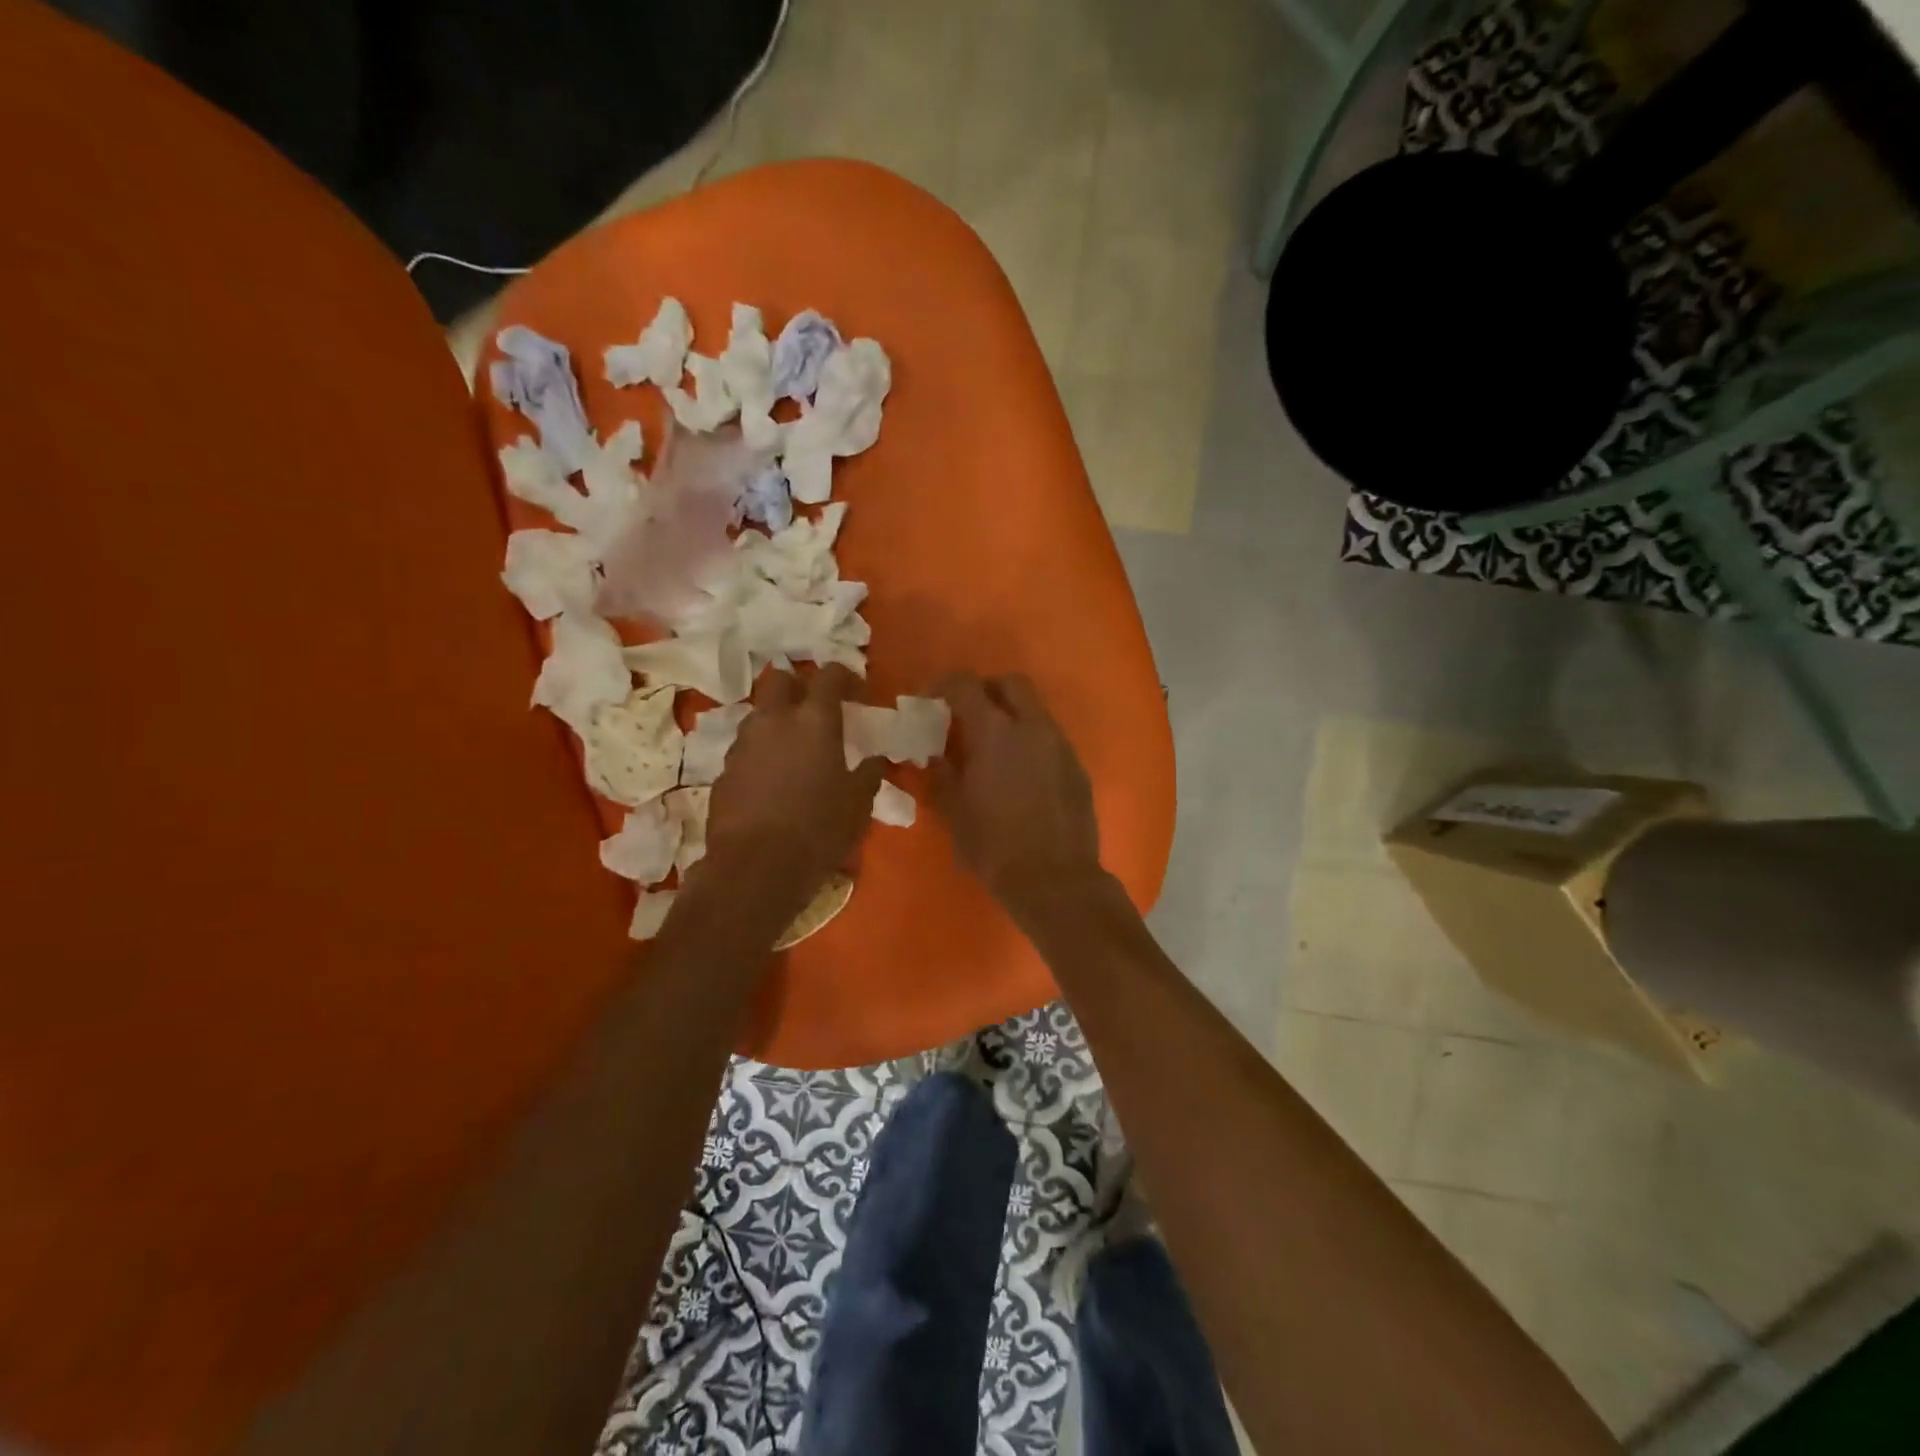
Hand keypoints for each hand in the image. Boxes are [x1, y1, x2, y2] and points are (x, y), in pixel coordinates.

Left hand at [697, 664, 883, 930]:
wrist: (755, 868)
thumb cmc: (819, 830)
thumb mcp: (859, 804)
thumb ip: (869, 774)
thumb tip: (874, 760)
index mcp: (815, 721)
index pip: (829, 675)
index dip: (845, 676)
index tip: (858, 691)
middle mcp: (774, 721)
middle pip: (780, 679)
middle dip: (798, 686)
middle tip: (815, 708)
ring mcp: (743, 744)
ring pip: (759, 714)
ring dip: (777, 721)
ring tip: (794, 748)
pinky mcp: (723, 771)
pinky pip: (745, 749)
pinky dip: (760, 754)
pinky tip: (772, 781)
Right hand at [932, 673, 1105, 925]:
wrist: (1056, 880)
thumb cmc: (994, 847)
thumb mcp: (954, 811)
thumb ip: (941, 773)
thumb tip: (934, 754)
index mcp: (994, 732)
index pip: (965, 684)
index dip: (943, 685)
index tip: (930, 702)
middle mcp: (1032, 727)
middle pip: (1011, 683)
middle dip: (986, 690)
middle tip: (967, 716)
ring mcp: (1060, 745)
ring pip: (1035, 710)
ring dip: (1012, 716)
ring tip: (993, 748)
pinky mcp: (1077, 766)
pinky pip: (1050, 738)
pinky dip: (1031, 741)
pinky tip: (1020, 774)